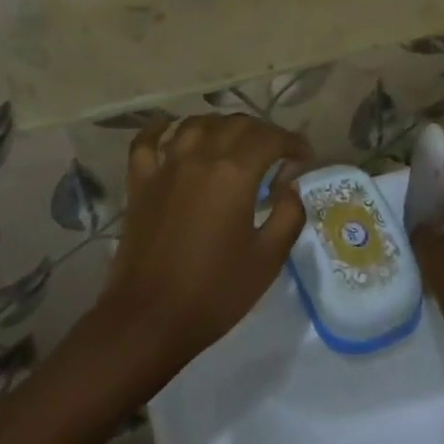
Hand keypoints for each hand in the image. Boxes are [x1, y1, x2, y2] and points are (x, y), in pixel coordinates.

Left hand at [96, 114, 310, 377]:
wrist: (149, 319)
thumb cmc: (215, 292)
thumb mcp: (268, 259)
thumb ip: (288, 215)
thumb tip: (290, 187)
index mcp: (234, 173)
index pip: (270, 138)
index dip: (292, 142)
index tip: (304, 157)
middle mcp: (200, 156)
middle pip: (235, 124)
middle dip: (262, 132)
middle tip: (276, 152)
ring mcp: (165, 165)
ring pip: (196, 123)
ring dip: (221, 125)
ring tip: (234, 141)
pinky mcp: (140, 180)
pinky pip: (148, 140)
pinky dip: (161, 128)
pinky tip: (171, 127)